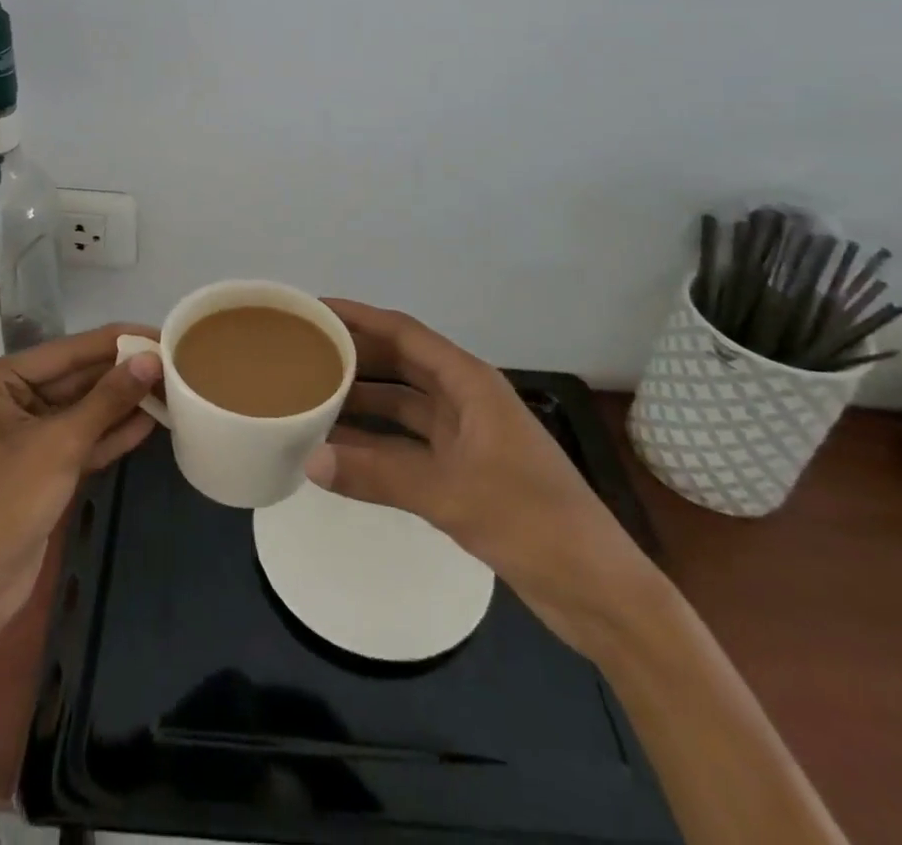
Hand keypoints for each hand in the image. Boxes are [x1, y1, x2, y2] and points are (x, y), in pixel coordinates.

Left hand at [0, 324, 162, 626]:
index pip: (69, 350)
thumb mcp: (61, 444)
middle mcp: (8, 395)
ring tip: (173, 388)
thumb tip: (152, 360)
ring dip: (123, 402)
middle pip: (77, 376)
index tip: (163, 333)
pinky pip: (81, 436)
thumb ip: (108, 399)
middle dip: (123, 373)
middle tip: (176, 363)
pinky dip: (111, 432)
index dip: (118, 341)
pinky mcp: (41, 462)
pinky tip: (151, 422)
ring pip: (83, 407)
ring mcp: (24, 430)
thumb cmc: (5, 502)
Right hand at [307, 298, 665, 655]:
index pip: (405, 333)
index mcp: (471, 383)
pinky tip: (342, 449)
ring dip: (364, 401)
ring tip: (312, 395)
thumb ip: (377, 474)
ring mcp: (467, 437)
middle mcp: (467, 400)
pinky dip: (378, 443)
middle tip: (304, 351)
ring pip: (403, 405)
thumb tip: (309, 458)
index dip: (360, 317)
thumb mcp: (450, 493)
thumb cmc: (532, 522)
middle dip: (356, 355)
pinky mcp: (465, 472)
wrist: (597, 591)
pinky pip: (409, 444)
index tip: (317, 310)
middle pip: (402, 363)